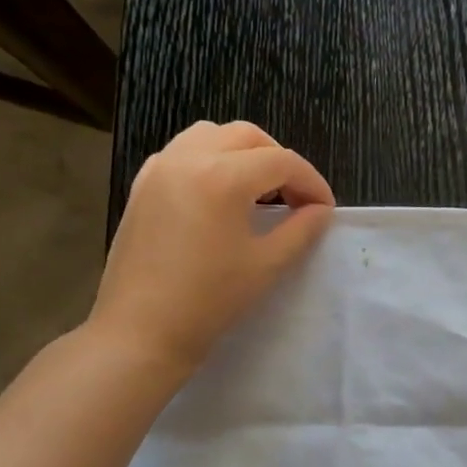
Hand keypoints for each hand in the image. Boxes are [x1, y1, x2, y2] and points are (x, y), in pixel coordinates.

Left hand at [85, 120, 334, 382]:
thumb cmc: (210, 300)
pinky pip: (184, 152)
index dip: (312, 182)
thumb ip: (302, 229)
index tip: (325, 210)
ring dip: (244, 154)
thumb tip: (320, 210)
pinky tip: (221, 197)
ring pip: (213, 135)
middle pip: (248, 137)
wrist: (141, 331)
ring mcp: (160, 168)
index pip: (282, 161)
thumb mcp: (268, 264)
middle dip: (280, 161)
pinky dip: (212, 160)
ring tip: (259, 192)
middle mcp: (188, 158)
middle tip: (296, 198)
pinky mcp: (143, 185)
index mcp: (222, 177)